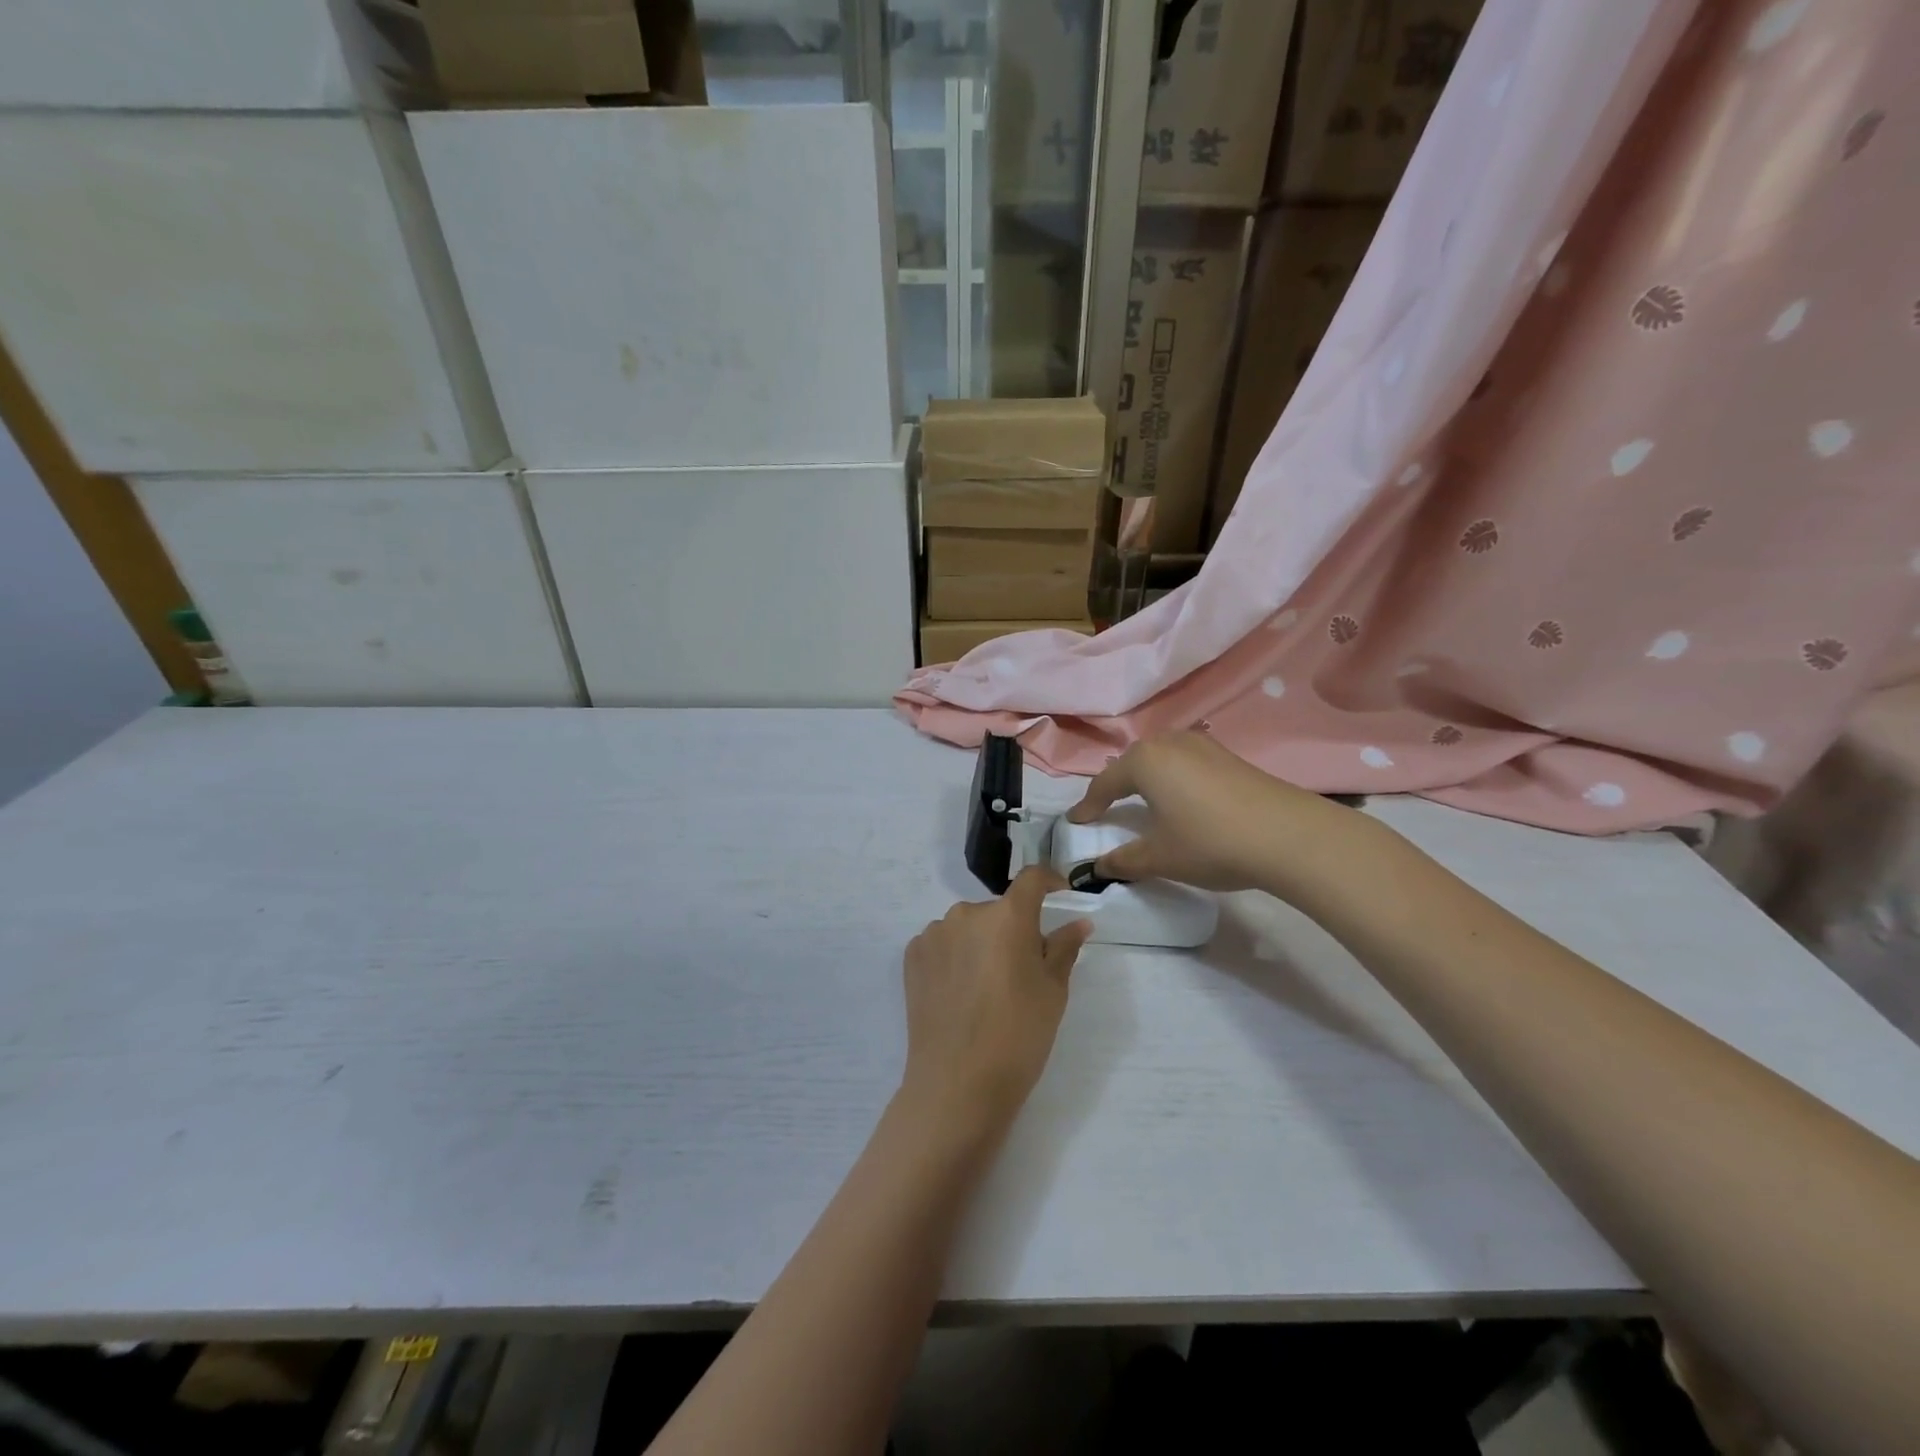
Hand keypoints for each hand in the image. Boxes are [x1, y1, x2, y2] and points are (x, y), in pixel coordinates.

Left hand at [900, 867, 1091, 1134]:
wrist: (957, 1083)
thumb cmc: (1018, 1035)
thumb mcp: (1053, 991)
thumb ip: (1064, 948)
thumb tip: (1079, 923)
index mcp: (1007, 916)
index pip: (1031, 879)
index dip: (1049, 882)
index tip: (1060, 898)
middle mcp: (967, 913)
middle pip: (998, 910)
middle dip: (1013, 929)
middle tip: (1023, 969)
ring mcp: (934, 933)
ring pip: (968, 927)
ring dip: (981, 943)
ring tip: (987, 988)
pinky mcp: (912, 956)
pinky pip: (943, 944)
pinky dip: (955, 957)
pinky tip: (960, 993)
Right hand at [1067, 732, 1358, 897]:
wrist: (1290, 836)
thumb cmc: (1210, 842)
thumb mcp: (1159, 858)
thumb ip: (1123, 861)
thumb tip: (1096, 868)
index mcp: (1144, 761)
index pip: (1104, 783)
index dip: (1088, 805)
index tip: (1075, 822)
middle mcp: (1170, 742)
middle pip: (1132, 763)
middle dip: (1117, 784)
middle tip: (1106, 807)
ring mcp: (1204, 745)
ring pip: (1162, 759)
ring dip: (1148, 778)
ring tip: (1143, 799)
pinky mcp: (1230, 757)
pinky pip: (1187, 763)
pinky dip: (1175, 779)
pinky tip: (1183, 799)